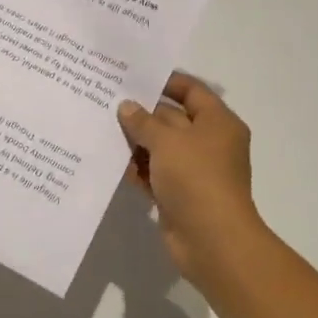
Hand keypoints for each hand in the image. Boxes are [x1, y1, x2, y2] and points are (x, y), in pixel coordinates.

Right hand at [118, 72, 269, 288]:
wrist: (211, 240)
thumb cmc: (196, 179)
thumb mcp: (167, 142)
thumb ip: (144, 122)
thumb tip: (127, 107)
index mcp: (218, 122)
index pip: (192, 90)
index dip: (165, 82)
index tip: (133, 77)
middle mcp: (208, 143)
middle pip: (172, 118)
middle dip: (142, 113)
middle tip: (106, 101)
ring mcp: (193, 170)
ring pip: (160, 147)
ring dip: (135, 142)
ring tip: (100, 128)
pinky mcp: (179, 194)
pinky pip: (154, 173)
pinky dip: (136, 168)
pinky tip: (110, 161)